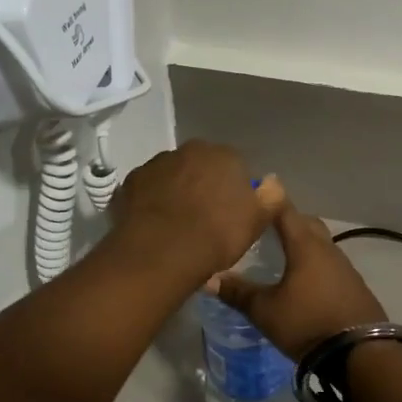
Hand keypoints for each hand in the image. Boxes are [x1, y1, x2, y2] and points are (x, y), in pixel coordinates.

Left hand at [107, 141, 283, 285]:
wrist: (161, 252)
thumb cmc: (217, 235)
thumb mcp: (257, 221)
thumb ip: (270, 196)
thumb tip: (271, 181)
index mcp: (224, 155)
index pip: (235, 166)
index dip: (234, 190)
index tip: (232, 213)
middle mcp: (190, 150)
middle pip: (201, 165)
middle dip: (203, 184)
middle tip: (205, 217)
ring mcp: (157, 163)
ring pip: (173, 174)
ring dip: (176, 190)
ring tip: (177, 223)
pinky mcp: (130, 181)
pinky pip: (148, 188)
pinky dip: (152, 200)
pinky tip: (154, 224)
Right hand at [211, 206, 385, 360]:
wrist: (361, 353)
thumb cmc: (308, 323)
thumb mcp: (266, 311)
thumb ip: (238, 292)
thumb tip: (208, 277)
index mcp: (304, 245)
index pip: (285, 210)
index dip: (270, 198)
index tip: (257, 187)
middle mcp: (326, 248)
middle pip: (305, 224)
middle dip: (286, 220)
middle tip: (265, 224)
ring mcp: (344, 267)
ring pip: (319, 244)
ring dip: (301, 242)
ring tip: (281, 251)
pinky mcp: (353, 286)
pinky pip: (328, 263)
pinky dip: (313, 262)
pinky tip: (303, 278)